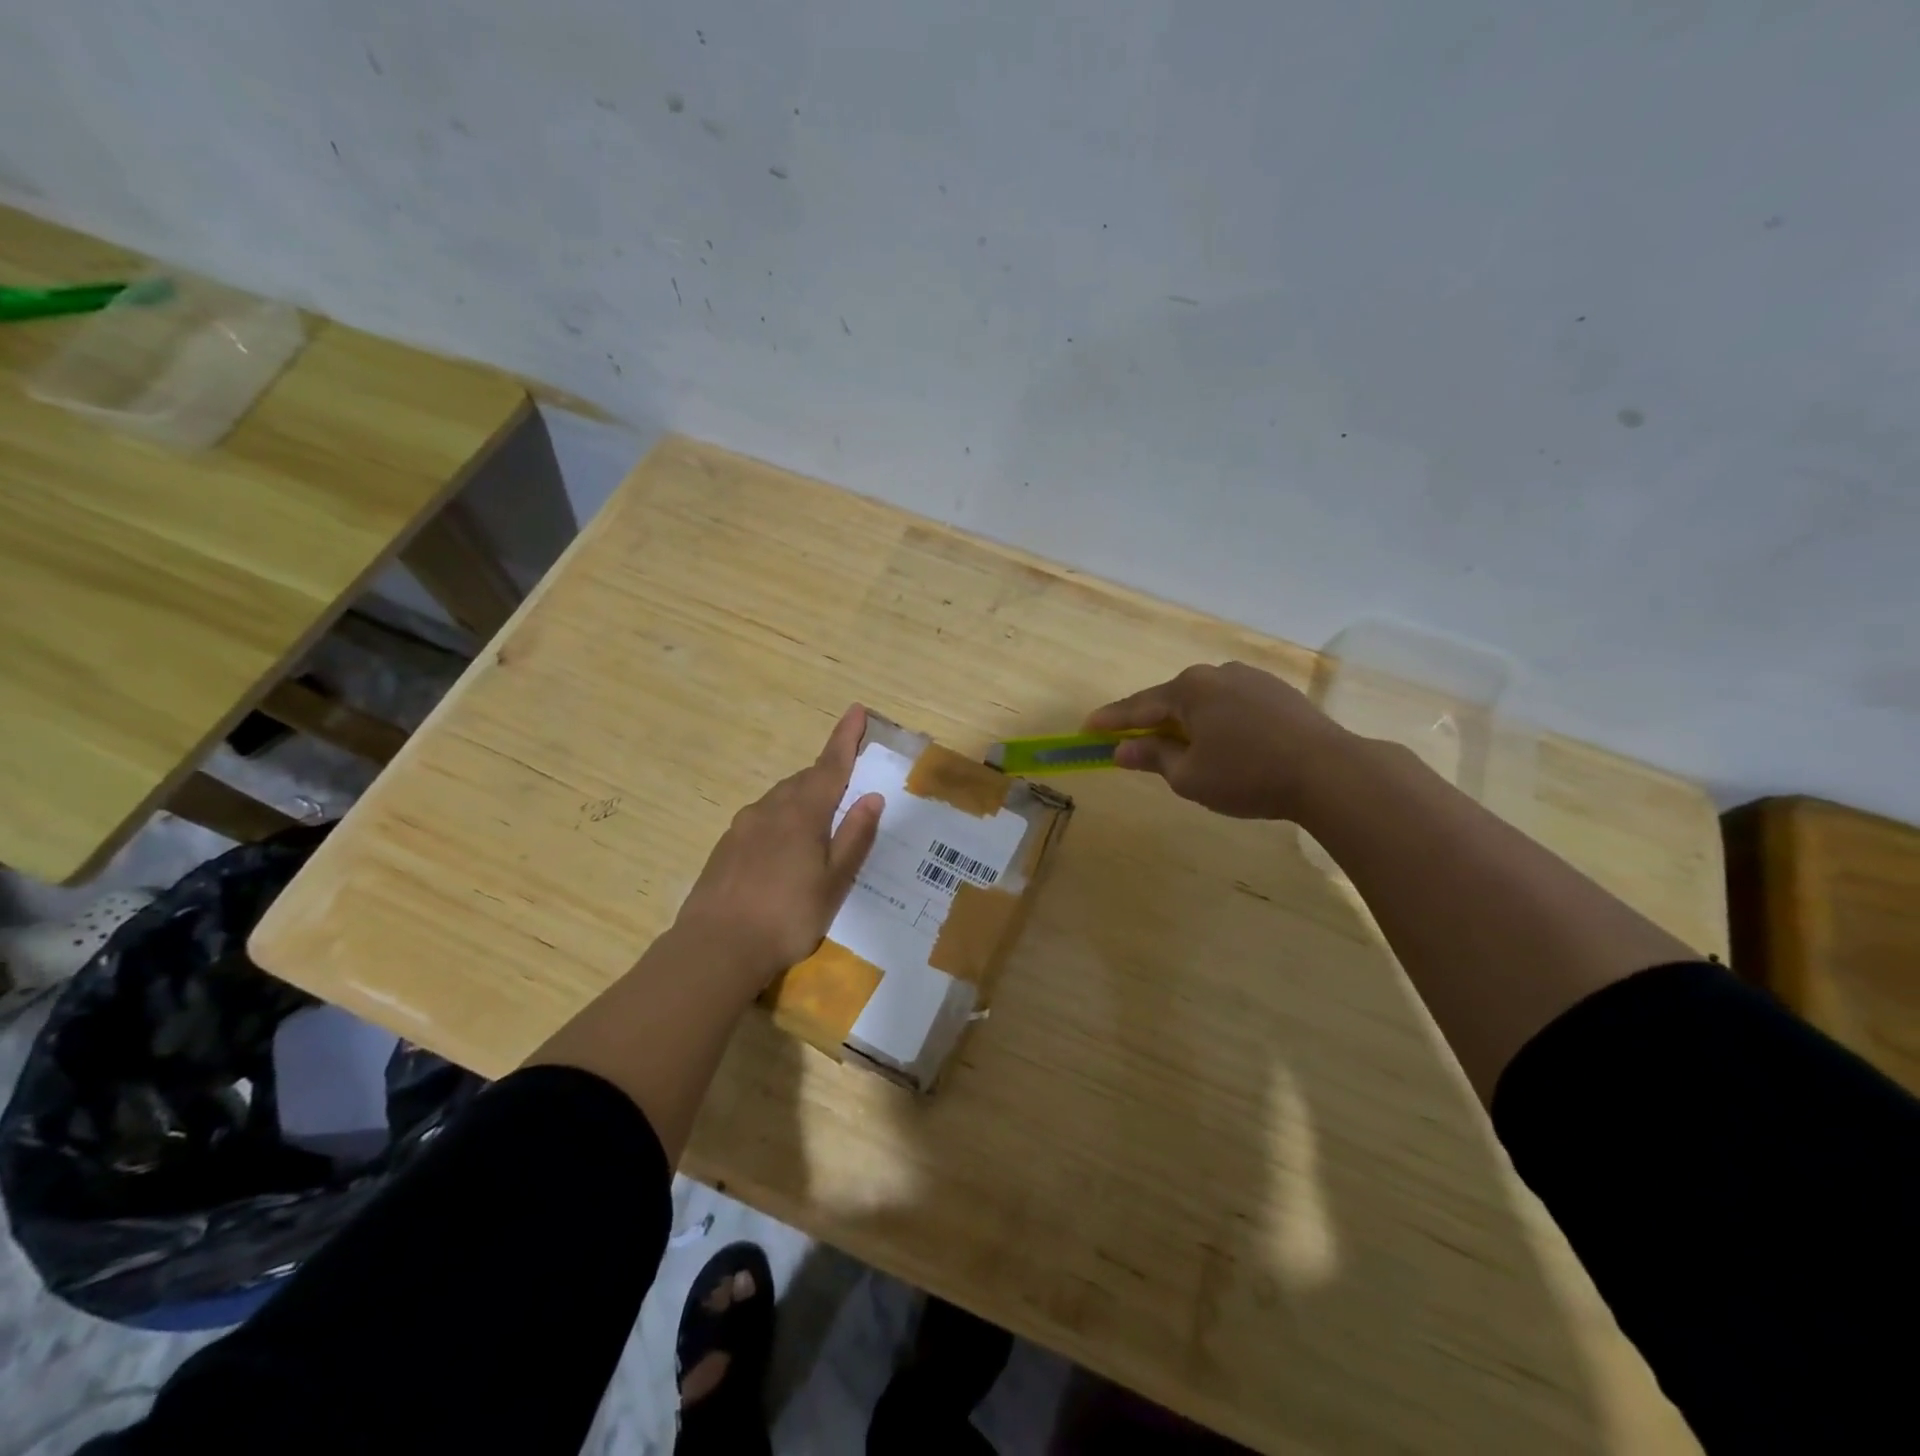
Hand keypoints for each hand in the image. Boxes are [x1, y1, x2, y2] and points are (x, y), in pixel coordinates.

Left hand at [672, 705, 883, 988]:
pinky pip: (762, 819)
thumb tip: (872, 797)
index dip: (845, 738)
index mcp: (802, 814)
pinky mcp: (726, 846)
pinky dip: (781, 820)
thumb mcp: (834, 882)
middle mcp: (770, 809)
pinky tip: (784, 852)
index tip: (856, 710)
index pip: (830, 765)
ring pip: (781, 799)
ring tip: (819, 827)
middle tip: (847, 789)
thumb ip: (854, 837)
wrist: (715, 948)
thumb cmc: (787, 916)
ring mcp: (743, 826)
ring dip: (804, 799)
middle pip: (805, 780)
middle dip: (827, 776)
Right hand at [1086, 662, 1353, 820]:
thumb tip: (1121, 750)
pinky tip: (1223, 744)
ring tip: (1182, 749)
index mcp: (1189, 690)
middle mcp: (1216, 674)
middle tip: (1132, 743)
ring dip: (1187, 723)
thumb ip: (1152, 758)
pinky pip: (1231, 705)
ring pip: (1204, 702)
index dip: (1110, 720)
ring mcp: (1251, 679)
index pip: (1137, 707)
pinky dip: (1217, 722)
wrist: (1330, 772)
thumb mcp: (1189, 776)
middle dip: (1150, 722)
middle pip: (1171, 700)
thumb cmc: (1248, 775)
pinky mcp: (1278, 692)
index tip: (1086, 728)